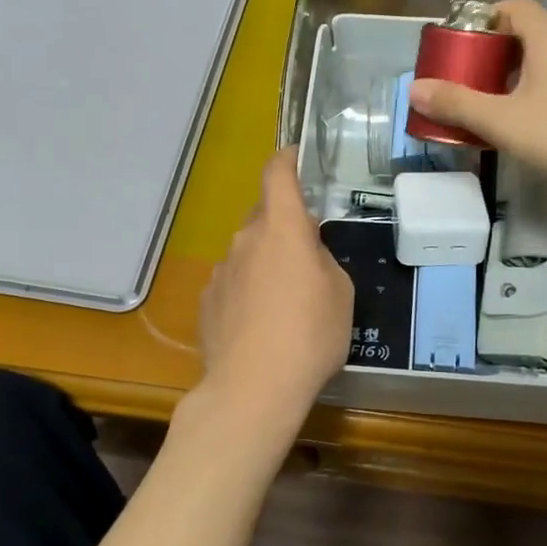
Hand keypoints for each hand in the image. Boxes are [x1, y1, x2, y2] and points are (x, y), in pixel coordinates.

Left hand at [198, 148, 353, 418]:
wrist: (252, 388)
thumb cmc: (310, 335)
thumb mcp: (340, 293)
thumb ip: (322, 260)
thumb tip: (305, 253)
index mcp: (282, 229)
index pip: (277, 174)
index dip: (286, 159)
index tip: (295, 157)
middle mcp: (245, 240)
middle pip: (264, 216)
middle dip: (284, 226)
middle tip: (307, 255)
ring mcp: (221, 270)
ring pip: (247, 251)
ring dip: (265, 262)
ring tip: (284, 303)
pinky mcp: (206, 301)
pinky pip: (232, 281)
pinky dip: (247, 290)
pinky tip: (260, 325)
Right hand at [407, 0, 546, 200]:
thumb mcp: (503, 122)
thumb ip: (458, 104)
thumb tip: (414, 89)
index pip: (515, 7)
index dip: (484, 17)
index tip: (459, 42)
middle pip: (524, 36)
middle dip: (489, 53)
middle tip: (461, 78)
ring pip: (538, 64)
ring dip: (506, 78)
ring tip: (480, 105)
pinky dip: (527, 96)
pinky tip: (514, 126)